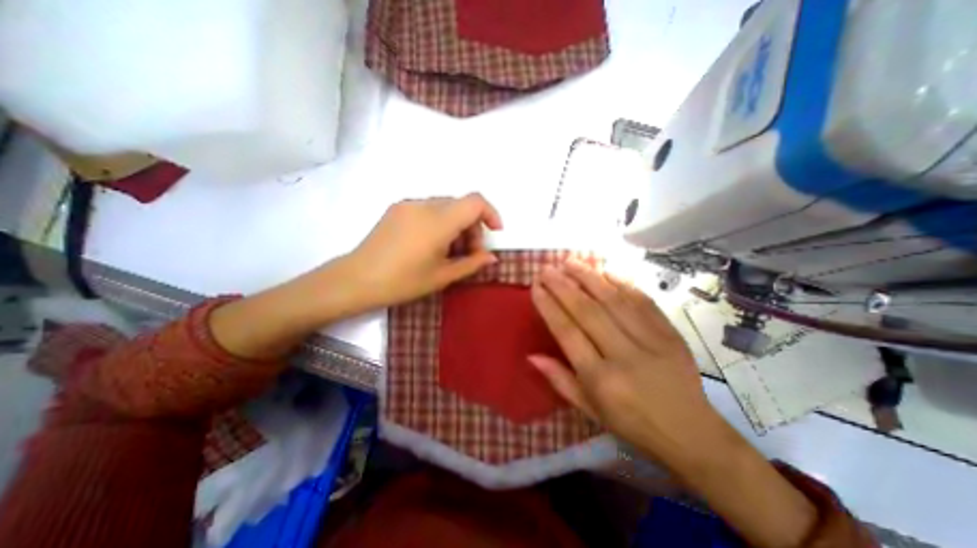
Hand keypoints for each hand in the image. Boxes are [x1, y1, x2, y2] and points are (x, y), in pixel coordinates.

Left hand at [336, 194, 502, 309]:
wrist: (357, 279)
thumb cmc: (403, 281)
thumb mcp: (443, 276)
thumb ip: (472, 263)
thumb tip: (492, 257)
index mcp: (439, 221)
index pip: (475, 202)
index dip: (490, 214)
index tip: (494, 233)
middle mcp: (425, 205)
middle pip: (461, 205)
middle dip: (472, 227)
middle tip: (469, 254)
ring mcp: (408, 204)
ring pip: (445, 207)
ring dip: (456, 225)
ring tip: (449, 252)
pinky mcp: (397, 208)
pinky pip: (428, 209)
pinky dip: (440, 222)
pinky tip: (430, 244)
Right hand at [532, 260, 719, 462]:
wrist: (691, 433)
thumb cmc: (631, 423)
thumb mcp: (589, 410)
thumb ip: (559, 380)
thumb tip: (532, 355)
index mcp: (601, 379)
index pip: (568, 332)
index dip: (549, 306)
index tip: (535, 287)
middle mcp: (623, 356)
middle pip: (588, 311)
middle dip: (563, 286)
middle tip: (547, 269)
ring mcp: (651, 342)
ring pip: (614, 300)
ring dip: (589, 277)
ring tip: (570, 262)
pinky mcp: (671, 333)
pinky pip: (643, 301)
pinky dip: (623, 282)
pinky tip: (606, 270)